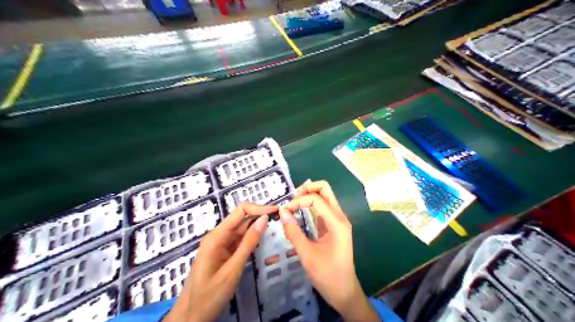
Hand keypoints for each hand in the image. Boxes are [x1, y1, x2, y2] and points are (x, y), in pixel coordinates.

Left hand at [163, 204, 277, 321]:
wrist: (190, 317)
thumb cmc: (209, 295)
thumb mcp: (233, 269)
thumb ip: (249, 243)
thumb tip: (264, 219)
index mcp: (217, 236)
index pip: (240, 211)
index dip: (259, 208)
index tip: (276, 211)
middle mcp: (218, 236)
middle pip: (242, 219)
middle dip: (260, 217)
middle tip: (281, 220)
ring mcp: (220, 244)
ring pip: (242, 230)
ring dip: (258, 229)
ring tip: (276, 228)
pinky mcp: (223, 253)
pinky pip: (239, 241)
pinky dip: (252, 240)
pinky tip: (263, 241)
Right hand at [278, 181, 378, 321]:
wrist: (344, 292)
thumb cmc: (327, 275)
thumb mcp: (307, 255)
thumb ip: (294, 232)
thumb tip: (282, 212)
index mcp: (337, 223)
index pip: (316, 199)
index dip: (298, 200)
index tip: (285, 211)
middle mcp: (340, 217)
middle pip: (325, 189)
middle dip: (307, 189)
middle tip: (292, 200)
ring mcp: (338, 220)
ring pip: (325, 196)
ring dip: (309, 195)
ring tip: (294, 204)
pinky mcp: (334, 226)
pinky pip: (323, 207)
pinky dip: (311, 204)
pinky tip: (300, 211)